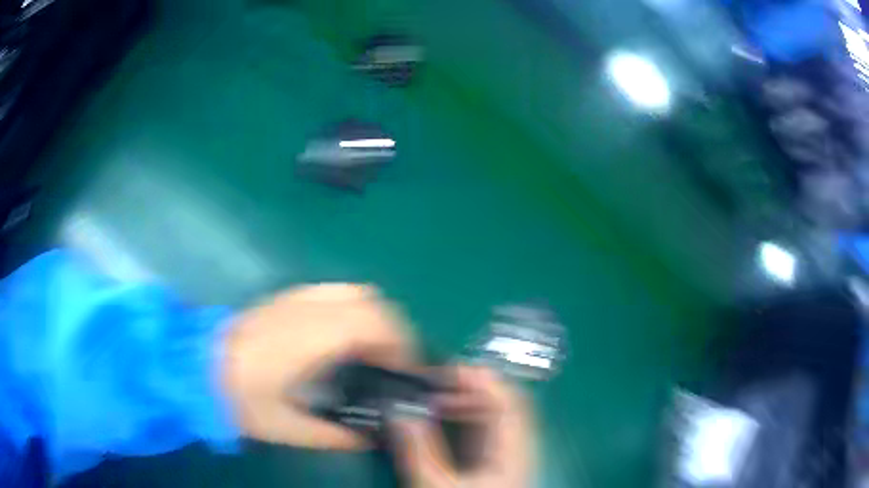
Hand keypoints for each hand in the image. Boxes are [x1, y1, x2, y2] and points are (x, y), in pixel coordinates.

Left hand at [221, 283, 415, 448]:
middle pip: (372, 301)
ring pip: (355, 290)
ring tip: (372, 350)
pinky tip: (343, 337)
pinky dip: (353, 309)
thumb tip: (368, 438)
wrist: (196, 366)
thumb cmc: (240, 399)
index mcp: (309, 340)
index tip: (404, 369)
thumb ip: (333, 435)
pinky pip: (334, 291)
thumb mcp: (287, 428)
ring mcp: (295, 298)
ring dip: (374, 316)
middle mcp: (307, 310)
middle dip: (394, 330)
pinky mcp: (286, 297)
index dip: (399, 343)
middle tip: (392, 363)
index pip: (372, 323)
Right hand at [391, 366, 534, 487]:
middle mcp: (515, 447)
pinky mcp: (494, 461)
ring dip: (465, 401)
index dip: (483, 379)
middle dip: (469, 387)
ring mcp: (506, 453)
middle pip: (503, 403)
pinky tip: (441, 419)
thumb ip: (418, 449)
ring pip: (493, 414)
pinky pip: (484, 428)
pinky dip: (463, 416)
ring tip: (433, 399)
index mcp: (511, 452)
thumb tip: (399, 411)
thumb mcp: (434, 486)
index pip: (509, 401)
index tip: (447, 370)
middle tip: (433, 383)